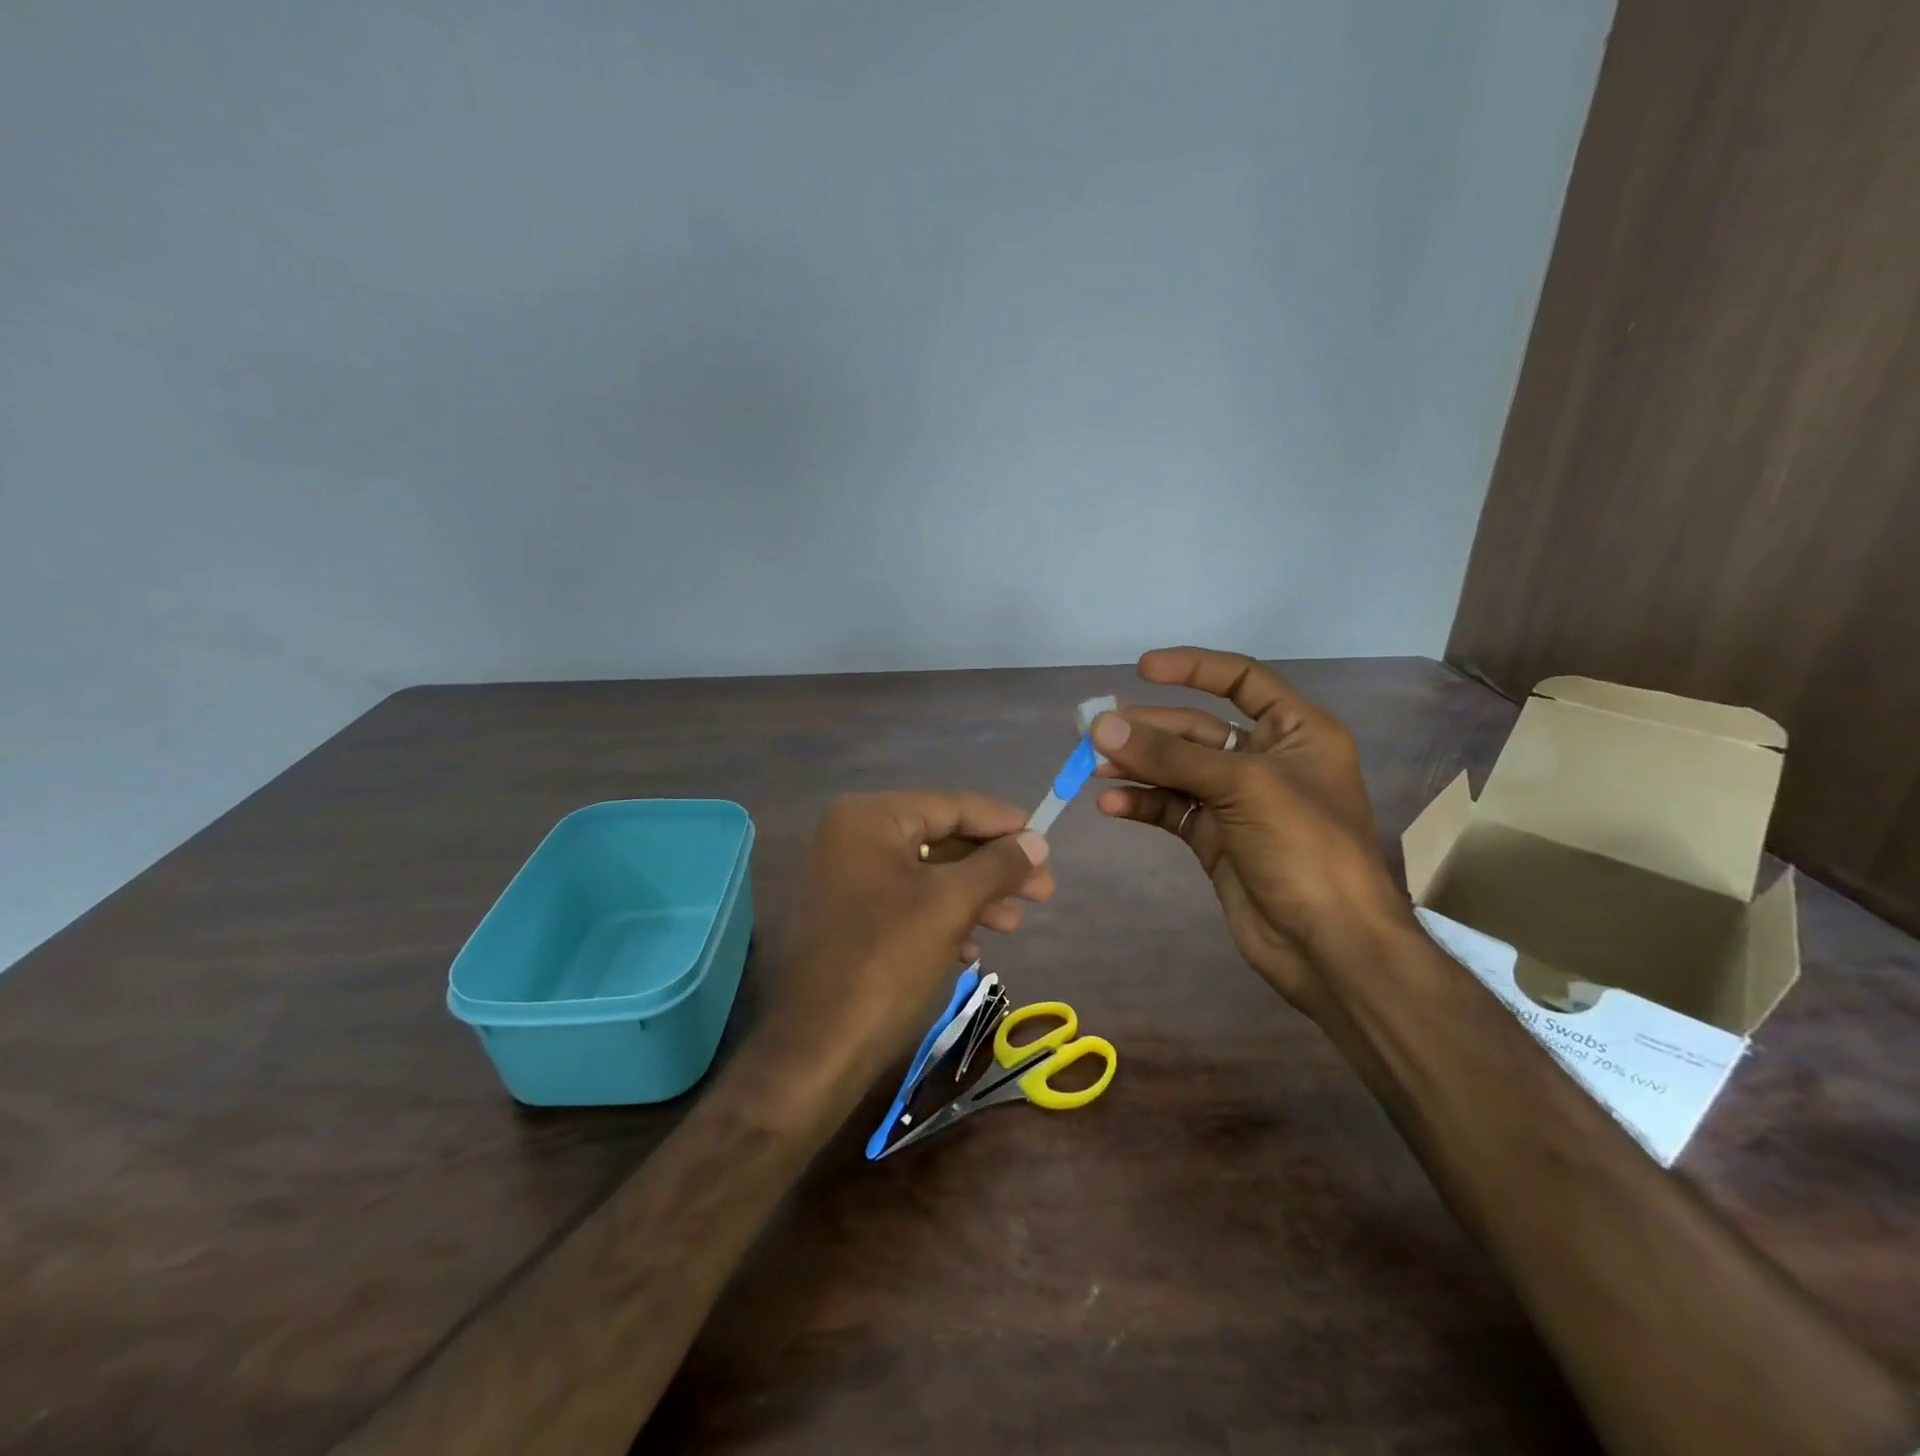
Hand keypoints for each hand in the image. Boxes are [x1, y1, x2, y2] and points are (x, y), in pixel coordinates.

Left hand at [763, 792, 1052, 1091]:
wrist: (819, 1048)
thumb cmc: (888, 961)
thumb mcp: (952, 904)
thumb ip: (998, 865)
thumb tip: (1038, 840)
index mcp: (869, 818)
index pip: (951, 806)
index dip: (1003, 823)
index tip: (1046, 841)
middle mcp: (853, 838)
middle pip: (941, 839)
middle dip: (993, 868)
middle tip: (1043, 891)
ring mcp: (847, 878)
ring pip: (928, 875)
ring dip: (975, 896)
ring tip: (1014, 923)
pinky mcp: (850, 917)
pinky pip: (908, 903)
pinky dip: (944, 918)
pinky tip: (972, 949)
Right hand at [1092, 647, 1410, 1017]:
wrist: (1329, 944)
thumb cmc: (1304, 848)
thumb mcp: (1242, 787)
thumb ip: (1169, 756)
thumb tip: (1101, 725)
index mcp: (1296, 732)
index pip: (1242, 680)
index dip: (1194, 668)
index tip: (1142, 669)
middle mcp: (1266, 759)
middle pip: (1197, 729)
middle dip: (1148, 729)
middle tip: (1095, 731)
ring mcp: (1238, 802)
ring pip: (1178, 770)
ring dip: (1137, 766)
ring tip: (1091, 767)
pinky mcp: (1215, 839)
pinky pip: (1172, 809)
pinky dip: (1142, 804)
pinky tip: (1112, 805)